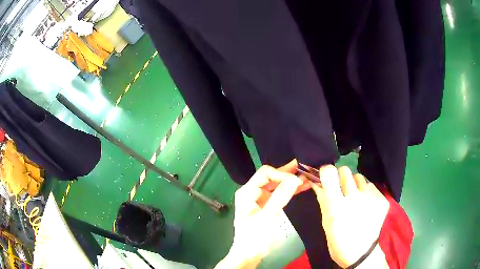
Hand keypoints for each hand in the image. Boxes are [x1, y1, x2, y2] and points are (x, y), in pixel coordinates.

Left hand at [216, 160, 309, 268]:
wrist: (249, 254)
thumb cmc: (254, 237)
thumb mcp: (267, 217)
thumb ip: (280, 197)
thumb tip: (295, 179)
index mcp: (247, 192)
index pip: (265, 174)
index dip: (281, 174)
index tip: (296, 180)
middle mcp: (253, 192)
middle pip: (271, 177)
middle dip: (287, 173)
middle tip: (304, 167)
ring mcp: (260, 199)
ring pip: (277, 185)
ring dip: (290, 181)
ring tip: (307, 176)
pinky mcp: (267, 206)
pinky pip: (279, 195)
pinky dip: (290, 191)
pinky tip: (302, 187)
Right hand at [311, 165, 388, 267]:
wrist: (360, 252)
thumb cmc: (337, 240)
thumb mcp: (325, 222)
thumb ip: (323, 199)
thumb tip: (317, 182)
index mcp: (337, 205)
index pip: (330, 172)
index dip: (326, 172)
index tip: (326, 177)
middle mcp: (355, 197)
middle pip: (345, 170)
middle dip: (341, 177)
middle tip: (341, 189)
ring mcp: (371, 198)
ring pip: (360, 177)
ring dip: (355, 185)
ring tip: (355, 198)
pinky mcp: (382, 200)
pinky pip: (371, 187)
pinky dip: (367, 193)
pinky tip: (366, 205)